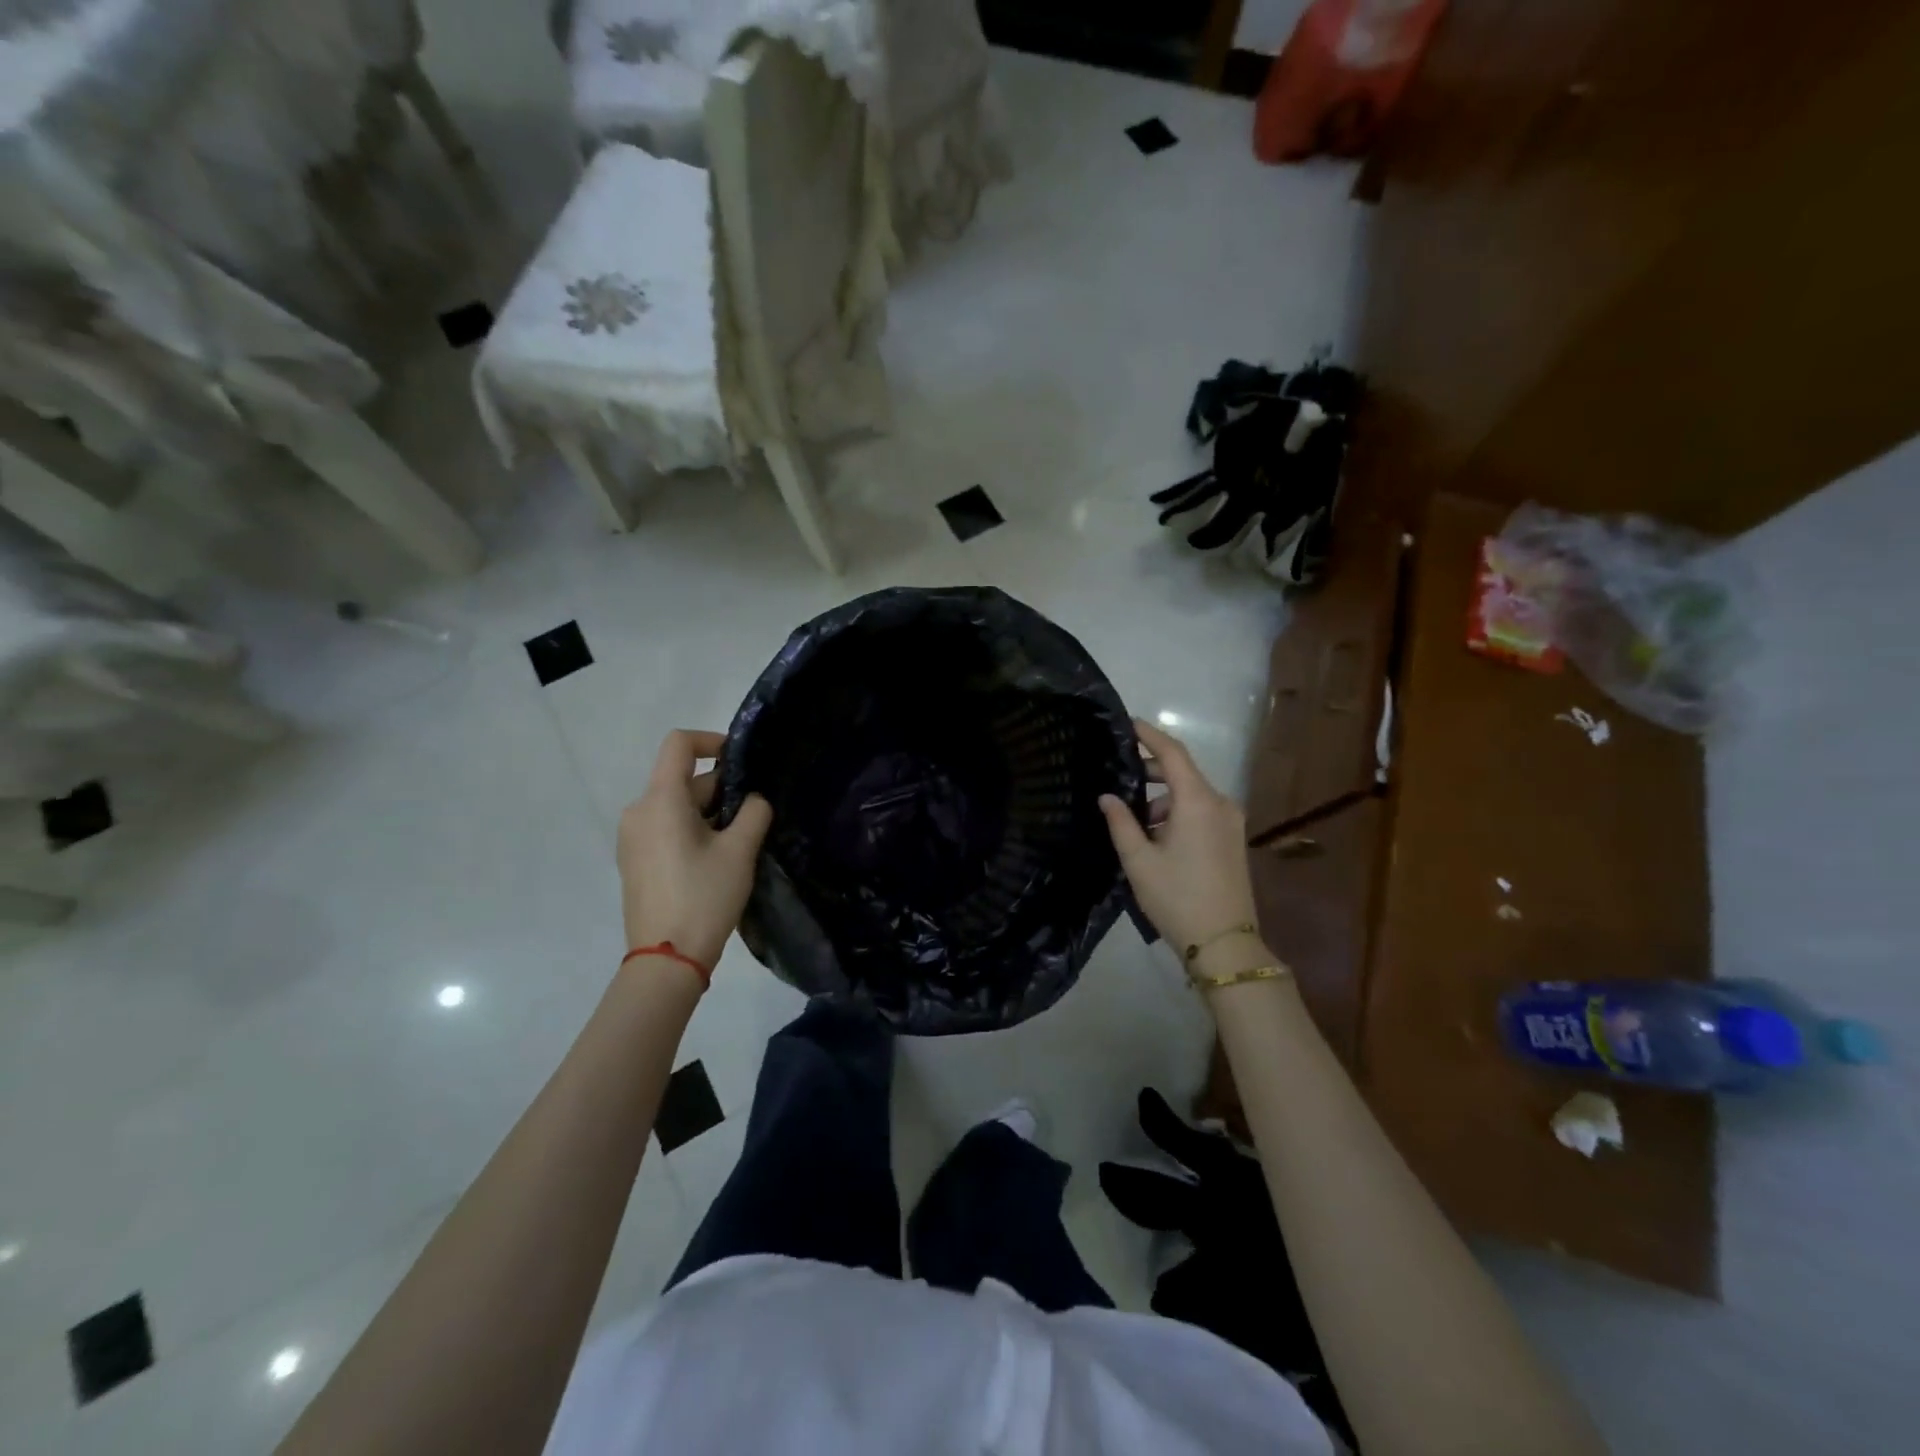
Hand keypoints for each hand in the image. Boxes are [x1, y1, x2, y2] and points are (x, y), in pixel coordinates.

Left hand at [617, 730, 772, 971]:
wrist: (665, 960)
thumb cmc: (704, 897)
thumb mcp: (739, 851)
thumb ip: (753, 813)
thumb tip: (753, 801)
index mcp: (660, 801)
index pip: (679, 744)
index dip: (712, 740)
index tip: (742, 761)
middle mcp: (639, 811)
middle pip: (681, 778)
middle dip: (720, 788)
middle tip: (755, 814)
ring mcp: (633, 838)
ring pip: (676, 805)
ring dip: (709, 811)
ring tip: (740, 839)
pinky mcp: (635, 860)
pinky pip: (665, 827)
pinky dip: (692, 828)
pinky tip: (716, 857)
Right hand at [1099, 720, 1257, 953]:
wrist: (1225, 943)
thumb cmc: (1177, 898)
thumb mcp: (1139, 860)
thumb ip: (1121, 822)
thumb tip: (1107, 796)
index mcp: (1198, 801)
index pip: (1173, 753)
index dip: (1149, 735)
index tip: (1127, 723)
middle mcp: (1220, 803)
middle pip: (1183, 772)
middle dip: (1152, 770)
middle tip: (1119, 774)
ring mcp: (1231, 822)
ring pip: (1192, 794)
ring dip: (1163, 798)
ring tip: (1132, 818)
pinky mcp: (1233, 840)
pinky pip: (1202, 811)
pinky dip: (1177, 812)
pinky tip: (1156, 836)